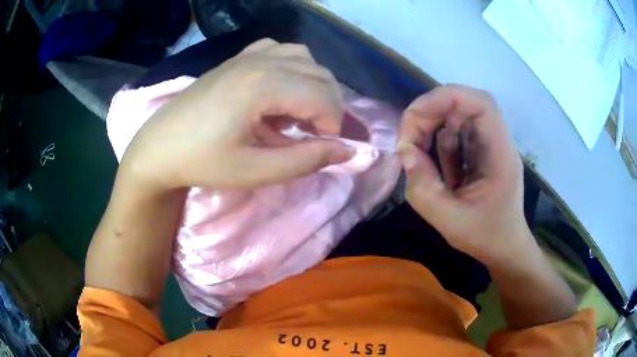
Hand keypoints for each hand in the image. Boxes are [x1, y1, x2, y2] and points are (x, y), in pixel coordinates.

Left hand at [120, 38, 352, 191]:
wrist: (159, 146)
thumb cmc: (202, 162)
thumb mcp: (255, 170)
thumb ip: (305, 160)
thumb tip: (347, 151)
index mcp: (263, 85)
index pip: (324, 97)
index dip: (334, 125)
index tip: (323, 148)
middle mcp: (261, 61)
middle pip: (320, 75)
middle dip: (329, 107)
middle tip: (315, 137)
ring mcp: (248, 55)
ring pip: (305, 58)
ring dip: (314, 85)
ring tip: (300, 112)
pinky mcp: (238, 57)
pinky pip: (280, 50)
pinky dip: (294, 67)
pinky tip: (281, 87)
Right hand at [398, 84, 528, 263]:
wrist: (504, 247)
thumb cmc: (485, 236)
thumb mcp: (449, 221)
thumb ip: (424, 188)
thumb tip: (405, 152)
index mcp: (500, 153)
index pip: (479, 102)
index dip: (443, 99)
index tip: (414, 120)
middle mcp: (496, 140)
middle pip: (463, 103)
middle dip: (430, 113)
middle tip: (408, 140)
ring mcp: (489, 144)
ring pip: (457, 116)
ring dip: (431, 128)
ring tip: (416, 153)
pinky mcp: (480, 151)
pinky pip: (456, 133)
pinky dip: (438, 142)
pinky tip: (434, 164)